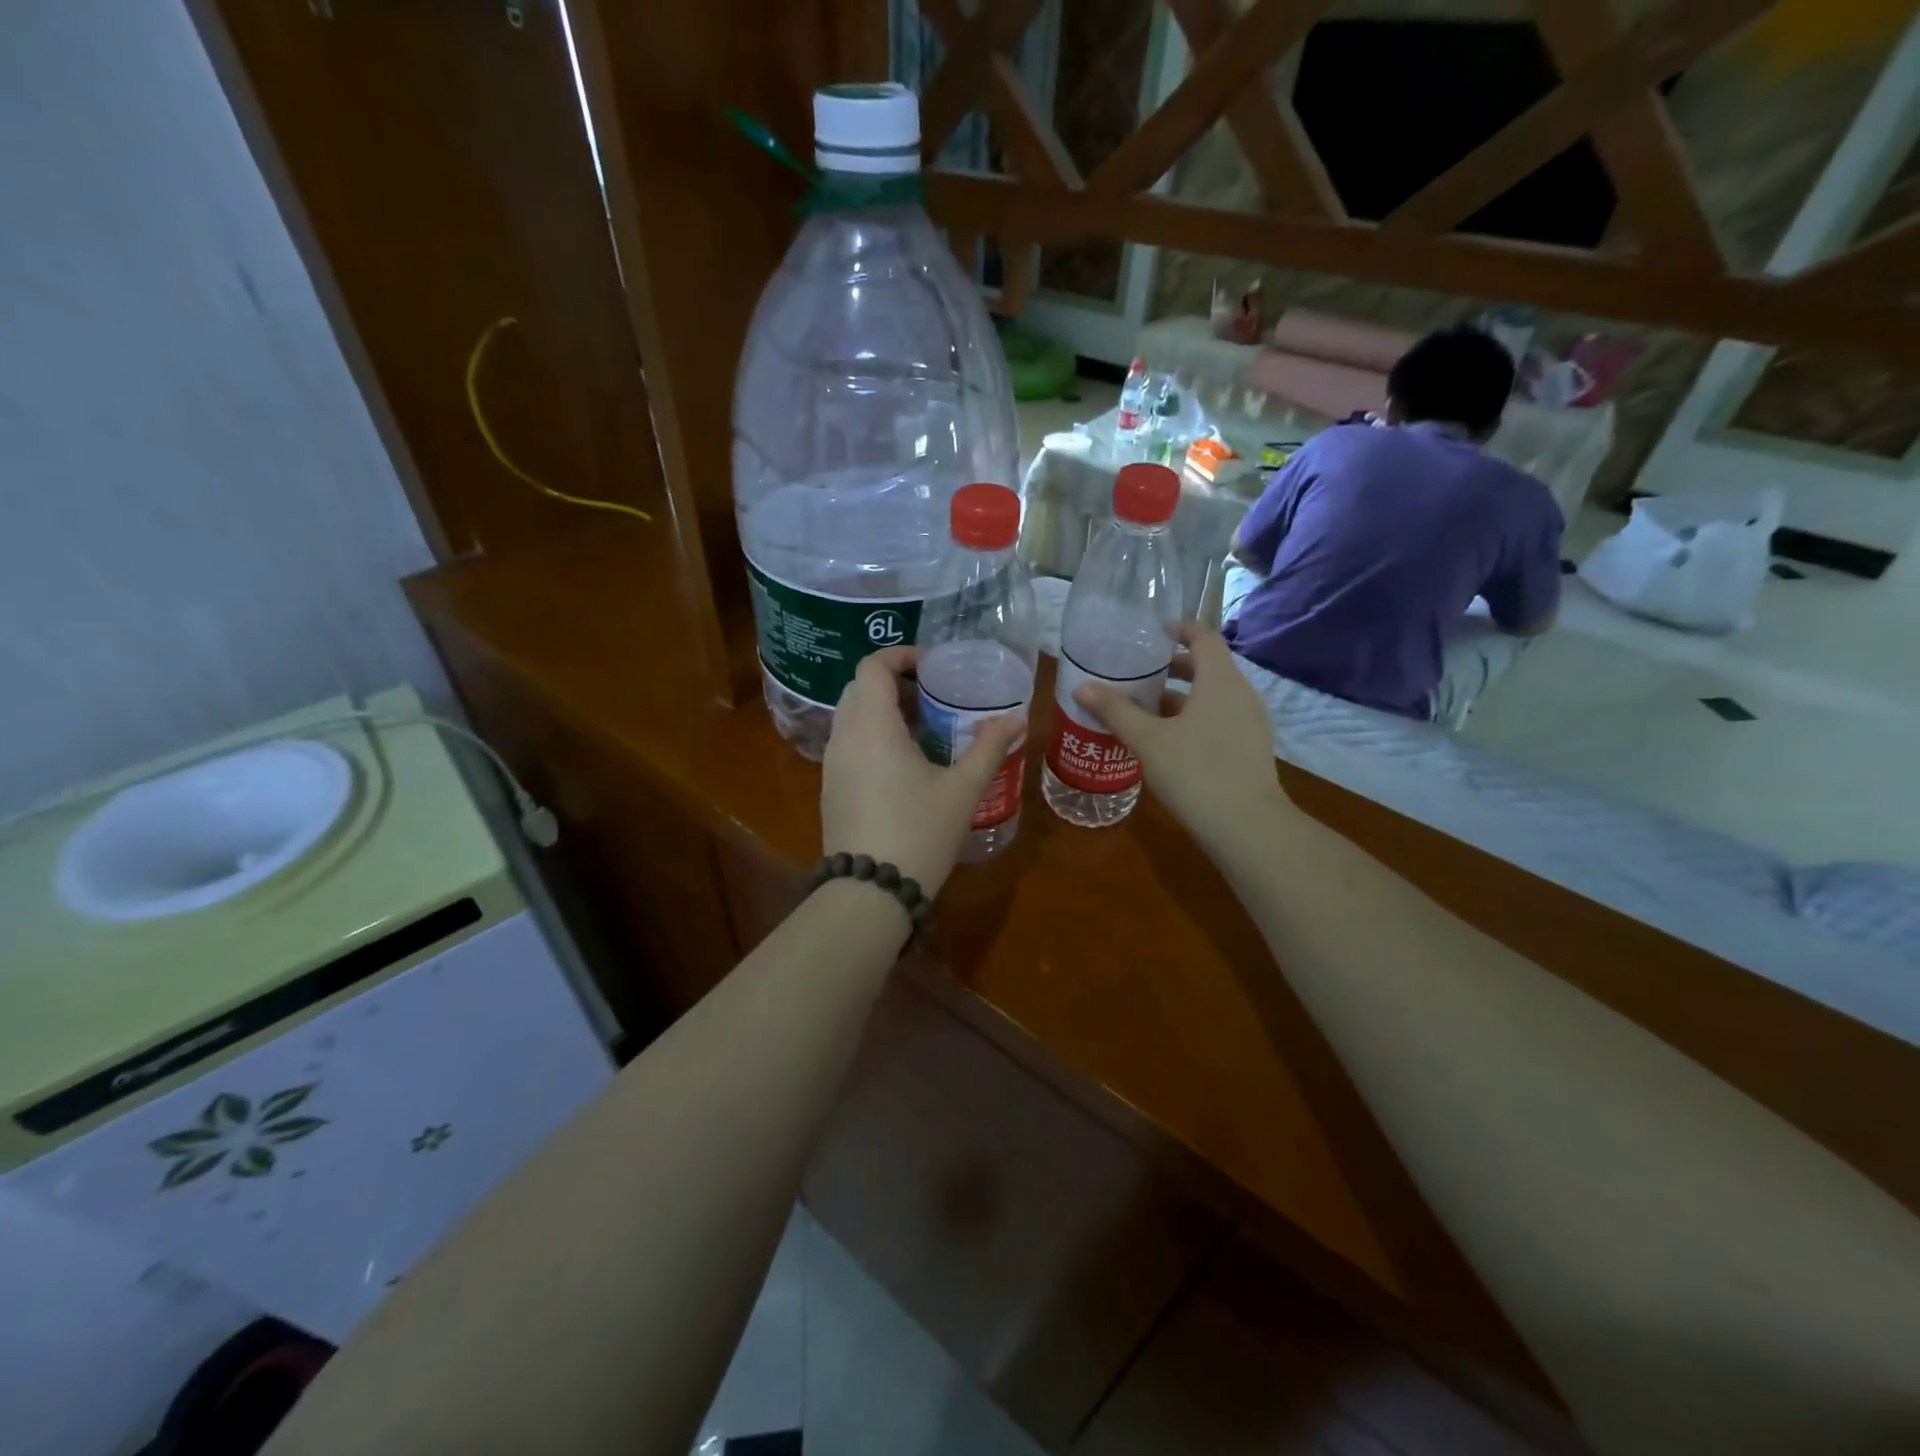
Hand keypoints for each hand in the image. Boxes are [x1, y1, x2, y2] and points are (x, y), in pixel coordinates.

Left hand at [822, 647, 1024, 897]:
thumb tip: (1018, 718)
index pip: (872, 667)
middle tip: (933, 697)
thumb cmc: (919, 832)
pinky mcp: (831, 788)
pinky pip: (848, 744)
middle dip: (894, 683)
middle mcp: (843, 737)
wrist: (870, 893)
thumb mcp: (962, 790)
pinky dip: (872, 736)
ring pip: (851, 717)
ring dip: (883, 711)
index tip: (933, 666)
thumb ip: (989, 748)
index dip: (900, 656)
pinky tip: (904, 764)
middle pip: (859, 688)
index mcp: (872, 727)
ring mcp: (832, 764)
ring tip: (924, 729)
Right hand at [1072, 624, 1289, 853]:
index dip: (1178, 629)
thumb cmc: (1195, 772)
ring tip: (1145, 707)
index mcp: (1219, 681)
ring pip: (1212, 696)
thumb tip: (1082, 687)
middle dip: (1173, 666)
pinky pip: (1219, 719)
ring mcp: (1250, 723)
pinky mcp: (1250, 748)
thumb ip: (1115, 711)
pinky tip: (1167, 740)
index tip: (1151, 633)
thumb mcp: (1148, 740)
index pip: (1203, 637)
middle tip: (1138, 673)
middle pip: (1207, 666)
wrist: (1247, 828)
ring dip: (1181, 696)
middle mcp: (1241, 694)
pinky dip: (1194, 718)